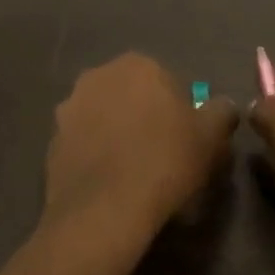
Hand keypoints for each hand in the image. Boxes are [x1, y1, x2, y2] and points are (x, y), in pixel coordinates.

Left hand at [44, 53, 239, 243]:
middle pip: (131, 96)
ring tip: (133, 170)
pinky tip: (110, 182)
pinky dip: (96, 155)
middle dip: (144, 117)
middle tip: (162, 154)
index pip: (167, 81)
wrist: (104, 209)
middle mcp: (97, 76)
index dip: (179, 111)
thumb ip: (221, 112)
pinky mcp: (52, 140)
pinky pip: (83, 143)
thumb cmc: (164, 161)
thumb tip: (222, 107)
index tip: (186, 139)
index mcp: (137, 65)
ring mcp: (69, 107)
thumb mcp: (211, 136)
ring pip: (104, 117)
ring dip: (117, 133)